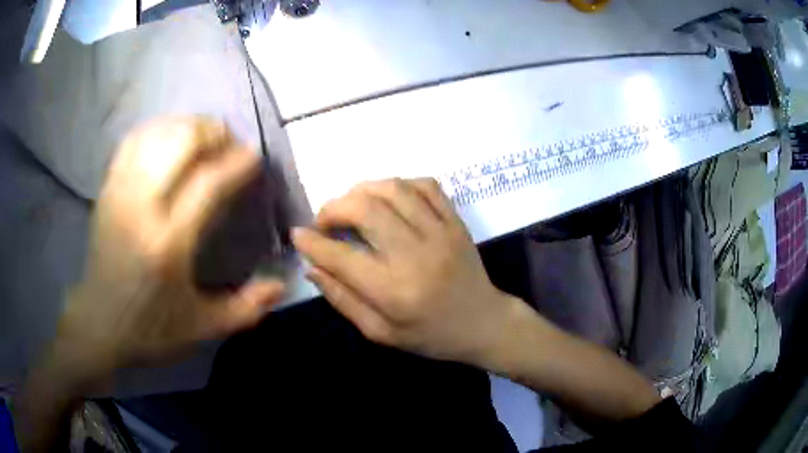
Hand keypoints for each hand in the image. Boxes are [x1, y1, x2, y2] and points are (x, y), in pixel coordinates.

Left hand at [58, 117, 284, 374]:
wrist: (98, 324)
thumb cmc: (150, 329)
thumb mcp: (202, 329)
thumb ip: (246, 309)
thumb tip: (282, 285)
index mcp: (168, 244)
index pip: (208, 183)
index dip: (236, 163)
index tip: (253, 157)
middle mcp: (142, 209)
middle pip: (180, 143)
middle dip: (212, 132)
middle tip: (228, 143)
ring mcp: (120, 194)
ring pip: (156, 135)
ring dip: (186, 126)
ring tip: (202, 137)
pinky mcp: (107, 190)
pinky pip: (133, 142)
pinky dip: (157, 131)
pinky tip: (169, 139)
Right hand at [293, 178, 517, 365]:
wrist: (483, 323)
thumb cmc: (430, 335)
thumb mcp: (380, 332)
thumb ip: (343, 299)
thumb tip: (312, 267)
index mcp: (393, 292)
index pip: (340, 256)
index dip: (312, 242)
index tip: (298, 234)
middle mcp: (415, 255)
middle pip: (365, 210)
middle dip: (334, 208)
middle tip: (325, 220)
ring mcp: (440, 233)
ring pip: (393, 189)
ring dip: (363, 190)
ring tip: (352, 205)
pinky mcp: (456, 221)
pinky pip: (426, 185)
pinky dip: (400, 184)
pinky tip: (389, 198)